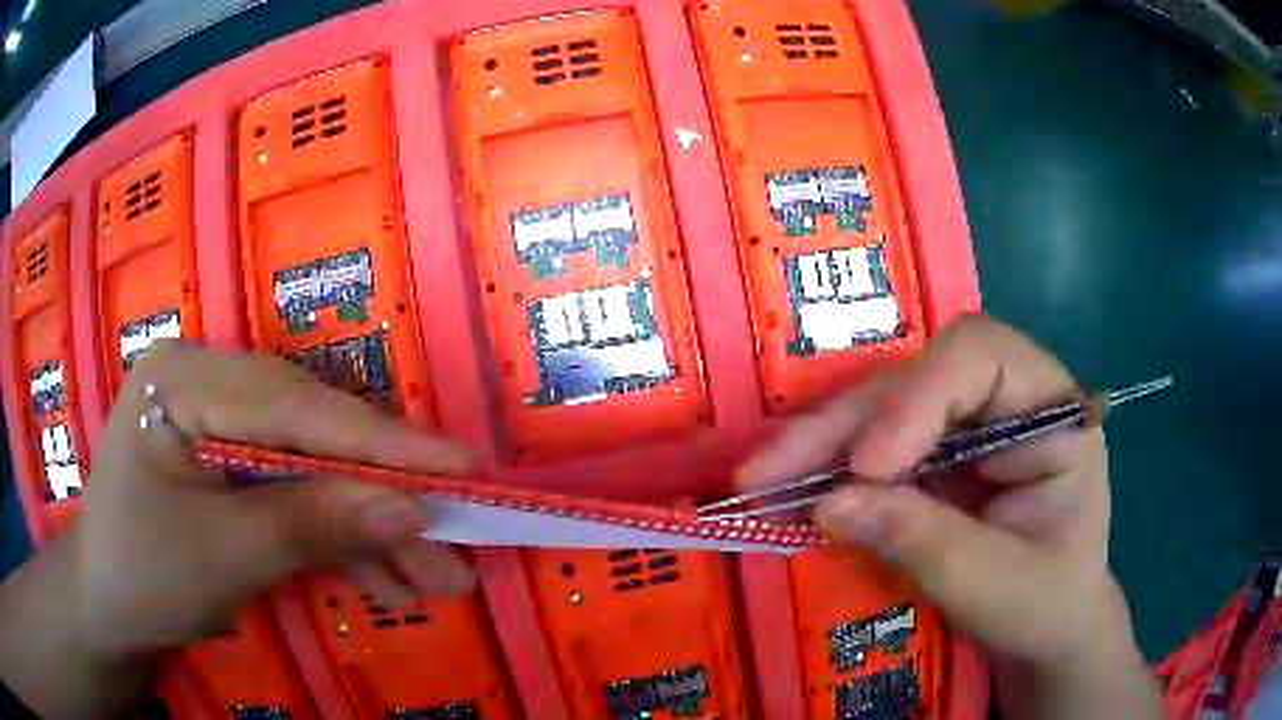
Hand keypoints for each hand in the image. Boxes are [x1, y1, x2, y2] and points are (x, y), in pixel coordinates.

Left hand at [0, 340, 479, 717]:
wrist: (107, 612)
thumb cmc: (141, 575)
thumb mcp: (223, 558)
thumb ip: (311, 525)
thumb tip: (410, 509)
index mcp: (184, 380)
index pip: (293, 406)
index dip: (381, 442)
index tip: (463, 467)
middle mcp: (208, 386)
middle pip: (313, 437)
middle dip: (382, 499)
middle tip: (456, 543)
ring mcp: (223, 427)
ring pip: (313, 471)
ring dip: (371, 530)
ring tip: (436, 578)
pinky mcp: (234, 468)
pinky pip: (295, 496)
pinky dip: (339, 541)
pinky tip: (386, 579)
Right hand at [738, 314, 1158, 718]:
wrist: (1047, 632)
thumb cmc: (1044, 606)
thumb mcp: (993, 583)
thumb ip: (921, 539)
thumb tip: (829, 504)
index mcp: (1051, 409)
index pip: (980, 356)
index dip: (917, 396)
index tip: (867, 465)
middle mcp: (1006, 398)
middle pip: (917, 377)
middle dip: (845, 424)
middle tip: (769, 472)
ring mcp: (968, 425)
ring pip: (884, 406)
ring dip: (822, 443)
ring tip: (762, 481)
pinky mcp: (936, 455)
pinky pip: (874, 444)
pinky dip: (829, 468)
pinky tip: (788, 489)